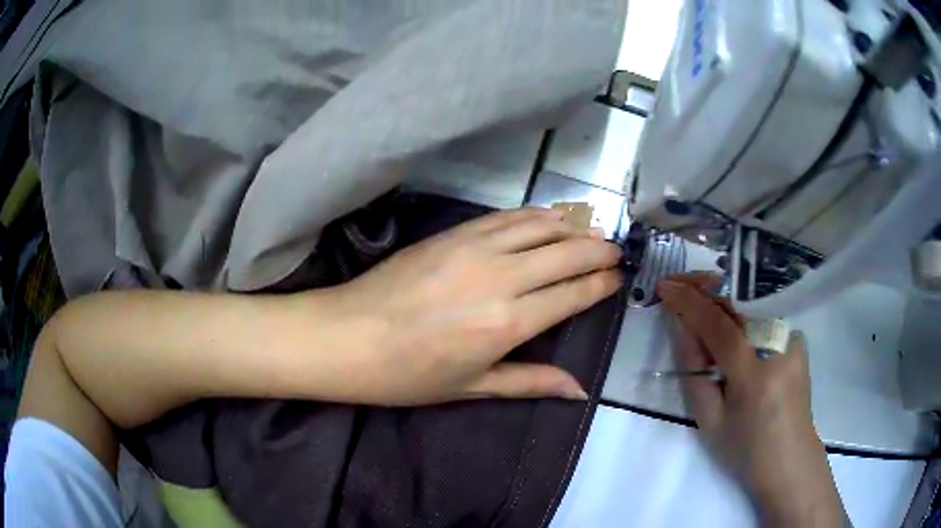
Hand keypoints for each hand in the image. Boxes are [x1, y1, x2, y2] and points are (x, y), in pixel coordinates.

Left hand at [319, 207, 622, 404]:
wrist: (347, 337)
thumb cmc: (408, 375)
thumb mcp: (472, 387)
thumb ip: (530, 382)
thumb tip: (579, 390)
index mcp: (507, 323)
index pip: (571, 295)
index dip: (600, 284)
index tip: (619, 277)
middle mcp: (499, 278)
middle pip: (565, 254)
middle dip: (597, 251)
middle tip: (615, 250)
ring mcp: (474, 248)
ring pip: (539, 227)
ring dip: (571, 227)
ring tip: (592, 231)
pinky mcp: (452, 233)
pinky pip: (505, 217)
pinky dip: (534, 215)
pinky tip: (547, 217)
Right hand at [657, 275, 844, 527]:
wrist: (789, 459)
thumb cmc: (745, 449)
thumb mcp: (709, 420)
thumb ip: (694, 370)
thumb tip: (680, 327)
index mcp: (753, 374)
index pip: (718, 325)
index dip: (689, 302)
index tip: (665, 286)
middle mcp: (778, 346)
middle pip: (737, 304)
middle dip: (705, 288)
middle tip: (678, 284)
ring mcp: (792, 339)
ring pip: (750, 306)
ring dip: (722, 298)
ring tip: (697, 297)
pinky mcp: (797, 339)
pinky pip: (764, 316)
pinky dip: (742, 312)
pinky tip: (729, 320)